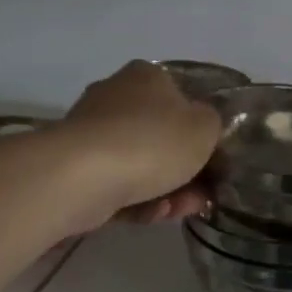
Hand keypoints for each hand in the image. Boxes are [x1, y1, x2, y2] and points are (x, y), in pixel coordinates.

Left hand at [61, 61, 222, 223]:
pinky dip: (137, 200)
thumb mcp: (205, 127)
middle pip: (161, 135)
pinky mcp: (76, 167)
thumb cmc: (153, 141)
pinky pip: (118, 183)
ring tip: (180, 210)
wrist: (84, 176)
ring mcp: (92, 132)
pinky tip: (151, 214)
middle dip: (185, 170)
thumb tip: (202, 126)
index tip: (214, 159)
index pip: (181, 97)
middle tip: (202, 195)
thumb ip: (212, 124)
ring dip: (166, 190)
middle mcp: (116, 96)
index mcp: (147, 76)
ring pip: (141, 164)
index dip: (201, 130)